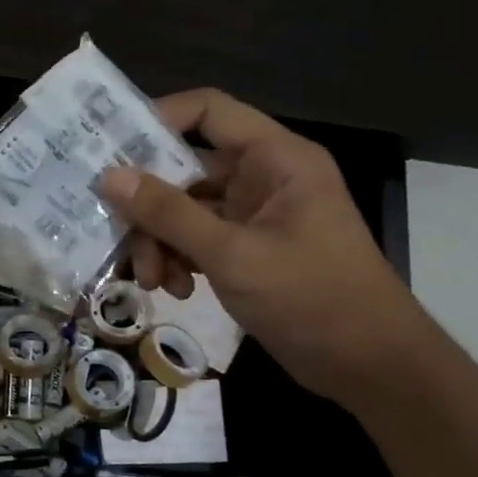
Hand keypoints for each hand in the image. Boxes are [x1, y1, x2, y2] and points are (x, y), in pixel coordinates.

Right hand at [96, 89, 431, 403]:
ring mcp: (254, 215)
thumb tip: (109, 177)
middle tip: (120, 238)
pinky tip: (175, 290)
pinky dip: (179, 260)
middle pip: (186, 169)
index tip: (111, 152)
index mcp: (275, 158)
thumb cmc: (310, 298)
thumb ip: (168, 214)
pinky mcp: (246, 249)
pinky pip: (197, 239)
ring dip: (160, 242)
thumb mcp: (231, 254)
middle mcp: (263, 177)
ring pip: (185, 210)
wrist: (368, 365)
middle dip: (150, 207)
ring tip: (154, 281)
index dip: (157, 120)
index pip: (209, 110)